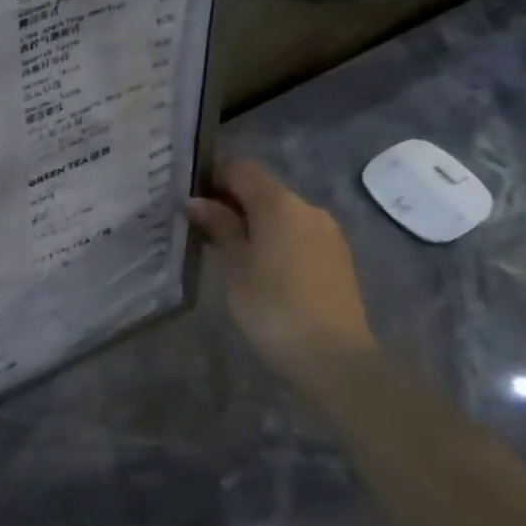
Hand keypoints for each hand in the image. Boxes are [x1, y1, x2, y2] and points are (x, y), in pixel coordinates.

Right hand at [185, 157, 375, 385]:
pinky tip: (258, 266)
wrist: (334, 356)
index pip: (240, 168)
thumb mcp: (234, 265)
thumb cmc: (272, 306)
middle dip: (230, 201)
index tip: (189, 198)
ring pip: (280, 213)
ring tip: (226, 249)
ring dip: (253, 222)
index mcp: (279, 203)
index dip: (212, 176)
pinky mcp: (336, 256)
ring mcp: (327, 232)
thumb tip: (196, 201)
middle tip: (200, 226)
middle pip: (262, 189)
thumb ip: (218, 226)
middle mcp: (307, 208)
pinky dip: (273, 238)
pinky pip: (297, 233)